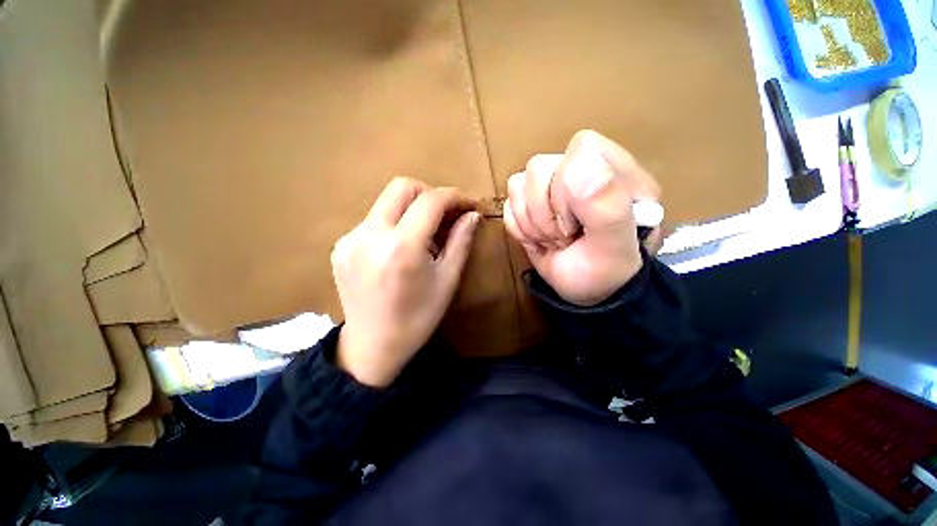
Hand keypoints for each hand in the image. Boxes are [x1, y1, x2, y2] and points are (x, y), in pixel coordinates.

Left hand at [331, 178, 480, 386]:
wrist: (372, 347)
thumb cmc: (417, 319)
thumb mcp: (447, 281)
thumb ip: (461, 242)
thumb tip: (472, 215)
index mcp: (401, 247)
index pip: (430, 200)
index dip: (454, 196)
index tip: (468, 204)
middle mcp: (370, 235)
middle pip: (402, 187)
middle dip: (429, 194)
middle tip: (444, 215)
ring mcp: (350, 239)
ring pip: (386, 203)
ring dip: (411, 210)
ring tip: (424, 237)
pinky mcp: (341, 246)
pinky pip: (373, 221)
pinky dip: (394, 224)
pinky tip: (400, 249)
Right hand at [504, 130, 661, 306]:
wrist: (587, 293)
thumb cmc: (607, 274)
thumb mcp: (615, 249)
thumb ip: (608, 207)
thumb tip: (580, 163)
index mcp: (616, 173)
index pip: (581, 148)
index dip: (568, 185)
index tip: (576, 221)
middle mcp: (582, 172)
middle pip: (539, 167)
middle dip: (544, 213)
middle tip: (563, 237)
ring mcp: (553, 188)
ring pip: (518, 184)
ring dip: (531, 223)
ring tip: (552, 241)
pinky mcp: (531, 204)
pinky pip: (509, 204)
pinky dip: (519, 228)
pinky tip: (538, 240)